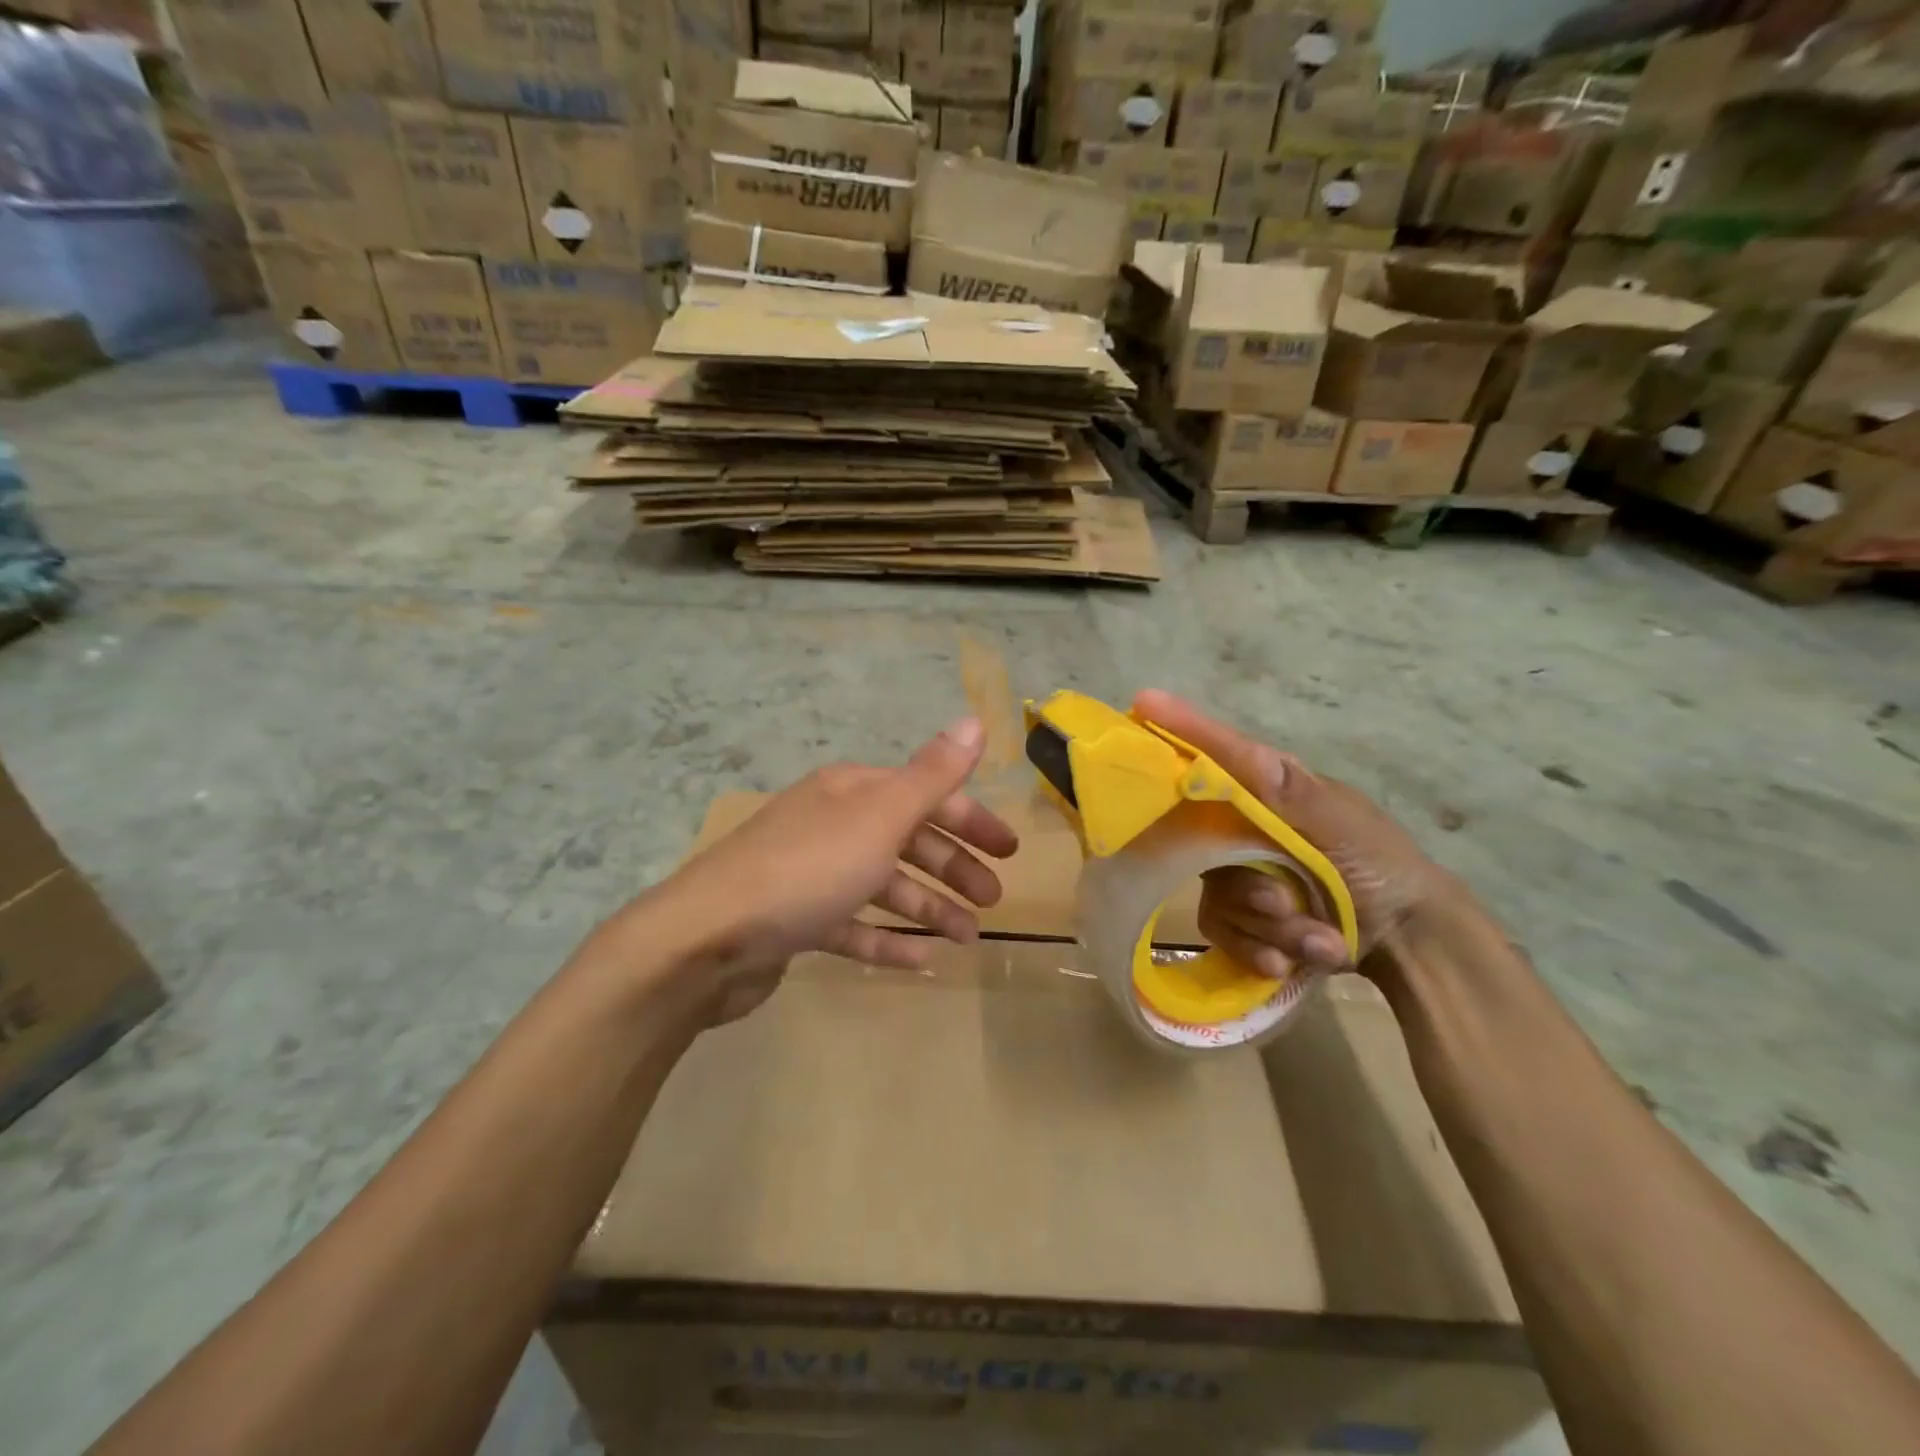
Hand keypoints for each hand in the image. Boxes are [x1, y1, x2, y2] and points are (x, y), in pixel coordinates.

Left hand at [641, 717, 1018, 1021]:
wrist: (706, 939)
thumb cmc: (806, 869)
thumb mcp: (879, 816)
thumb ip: (931, 774)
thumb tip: (975, 720)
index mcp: (851, 792)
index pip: (924, 795)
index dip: (970, 819)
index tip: (1009, 851)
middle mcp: (832, 824)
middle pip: (907, 840)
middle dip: (954, 867)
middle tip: (994, 899)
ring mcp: (812, 874)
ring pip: (884, 886)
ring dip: (929, 908)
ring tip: (968, 938)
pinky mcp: (797, 922)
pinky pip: (854, 928)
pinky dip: (888, 940)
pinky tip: (922, 960)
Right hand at [1133, 691, 1448, 981]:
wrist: (1408, 941)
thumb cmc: (1378, 864)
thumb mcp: (1341, 821)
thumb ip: (1289, 791)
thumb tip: (1245, 750)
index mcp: (1266, 790)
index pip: (1215, 756)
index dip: (1180, 731)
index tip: (1146, 701)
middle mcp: (1242, 826)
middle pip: (1202, 846)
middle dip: (1248, 886)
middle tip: (1282, 904)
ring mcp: (1238, 874)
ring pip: (1216, 897)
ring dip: (1269, 927)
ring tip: (1317, 939)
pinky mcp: (1239, 918)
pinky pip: (1220, 931)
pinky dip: (1258, 951)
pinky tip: (1290, 961)